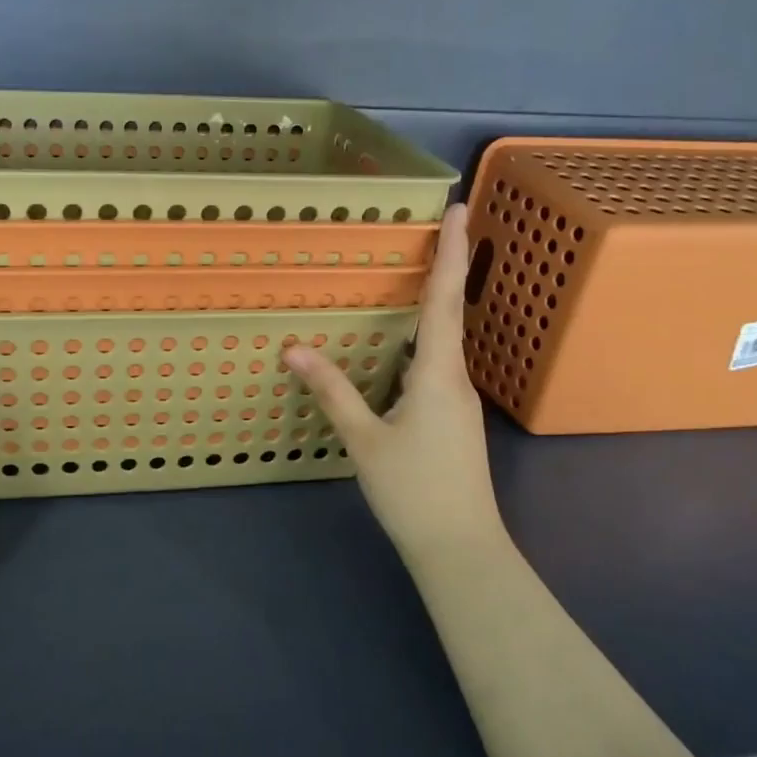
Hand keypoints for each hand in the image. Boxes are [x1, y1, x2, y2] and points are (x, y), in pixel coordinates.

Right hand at [282, 204, 505, 566]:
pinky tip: (399, 345)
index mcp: (437, 374)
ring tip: (412, 275)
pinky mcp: (451, 418)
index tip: (461, 208)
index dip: (451, 252)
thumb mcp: (364, 440)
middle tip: (434, 228)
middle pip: (449, 312)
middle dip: (444, 267)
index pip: (444, 300)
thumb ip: (331, 391)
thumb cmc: (413, 490)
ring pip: (443, 340)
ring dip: (432, 304)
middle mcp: (454, 378)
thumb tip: (294, 347)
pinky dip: (420, 340)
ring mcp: (456, 400)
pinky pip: (434, 365)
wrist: (460, 548)